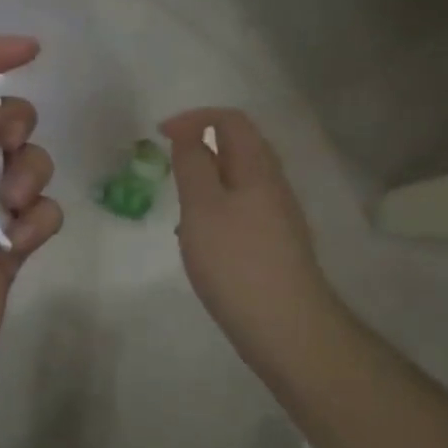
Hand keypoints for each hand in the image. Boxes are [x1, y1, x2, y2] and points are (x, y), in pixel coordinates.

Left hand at [0, 37, 63, 436]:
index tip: (34, 49)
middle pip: (3, 122)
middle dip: (15, 126)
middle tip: (4, 150)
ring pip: (29, 166)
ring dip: (29, 175)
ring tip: (10, 208)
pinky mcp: (8, 251)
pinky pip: (43, 216)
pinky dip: (38, 221)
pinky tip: (17, 244)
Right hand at [161, 109, 337, 364]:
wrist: (287, 328)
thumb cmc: (237, 262)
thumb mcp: (203, 208)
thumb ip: (193, 165)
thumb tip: (189, 133)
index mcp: (258, 168)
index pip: (231, 120)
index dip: (194, 118)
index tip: (160, 135)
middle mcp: (273, 185)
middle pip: (240, 147)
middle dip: (200, 148)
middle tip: (169, 168)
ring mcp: (277, 216)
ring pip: (239, 181)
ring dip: (206, 182)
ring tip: (180, 208)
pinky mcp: (274, 245)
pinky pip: (241, 210)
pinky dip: (216, 210)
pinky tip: (201, 240)